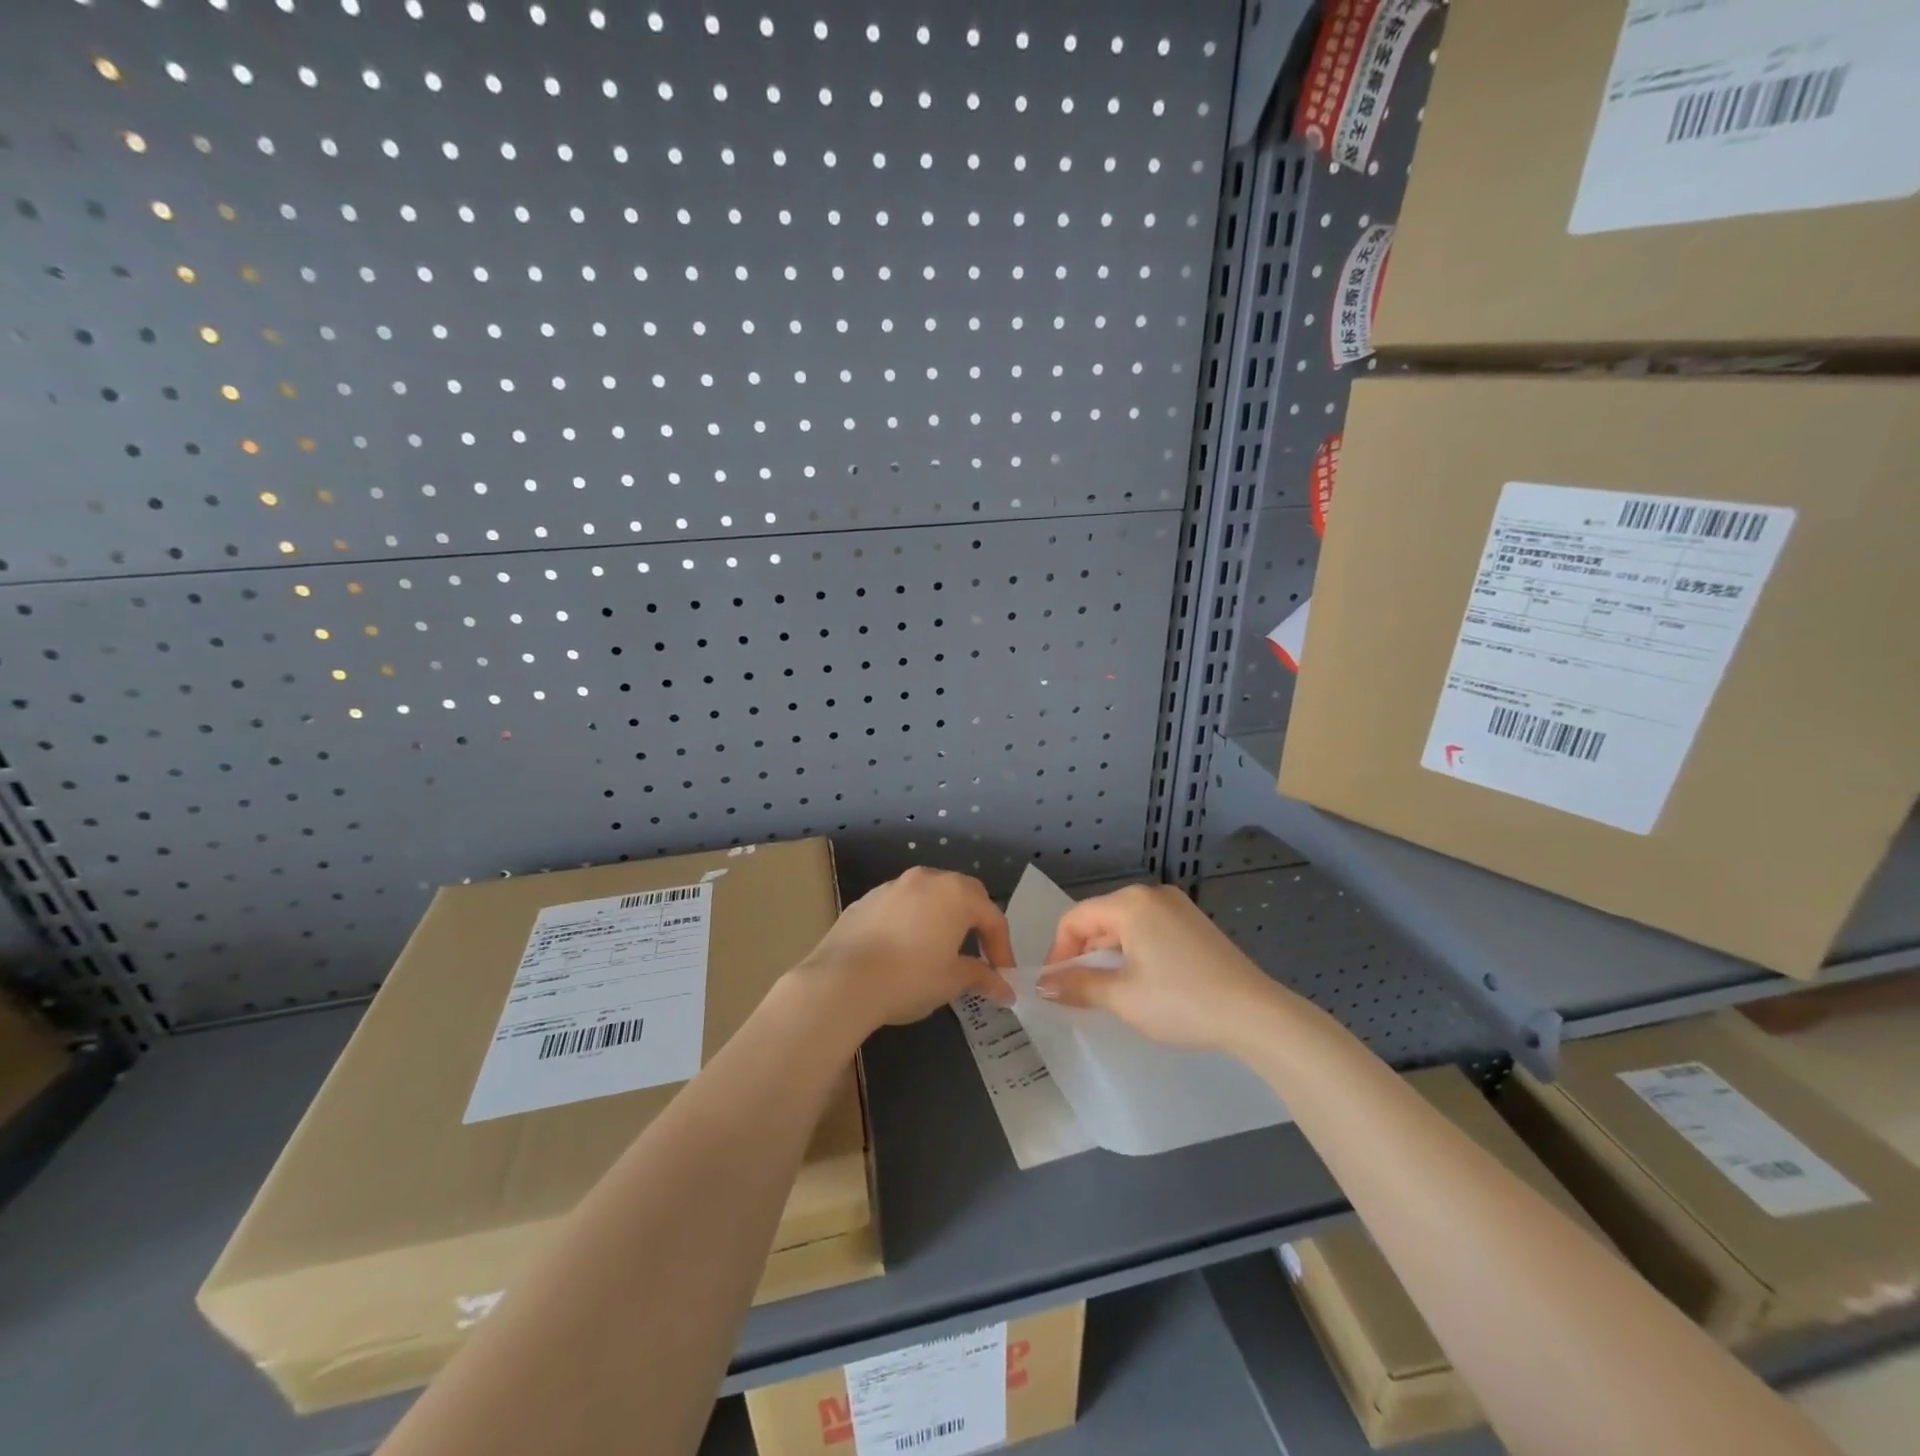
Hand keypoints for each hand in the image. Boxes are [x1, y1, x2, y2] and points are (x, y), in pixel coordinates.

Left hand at [795, 867, 1015, 1034]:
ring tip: (941, 948)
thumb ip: (982, 978)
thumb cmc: (909, 978)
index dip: (1002, 947)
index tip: (1003, 975)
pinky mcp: (866, 900)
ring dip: (942, 917)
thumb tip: (1005, 989)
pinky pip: (900, 905)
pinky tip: (904, 949)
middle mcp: (926, 879)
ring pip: (928, 895)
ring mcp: (892, 886)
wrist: (842, 981)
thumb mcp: (952, 981)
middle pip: (963, 893)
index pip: (991, 916)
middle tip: (979, 952)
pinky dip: (912, 921)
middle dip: (976, 921)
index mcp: (955, 894)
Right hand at [1037, 883, 1278, 1050]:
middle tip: (1077, 994)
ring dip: (1108, 957)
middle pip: (1100, 919)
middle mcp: (1152, 895)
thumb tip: (1043, 985)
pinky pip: (1149, 931)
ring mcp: (1178, 908)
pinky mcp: (1195, 925)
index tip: (1054, 987)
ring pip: (1126, 927)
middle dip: (1083, 955)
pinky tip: (1139, 984)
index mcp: (1130, 903)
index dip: (1058, 952)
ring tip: (1105, 993)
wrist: (1254, 1015)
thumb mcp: (1121, 996)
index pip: (1075, 919)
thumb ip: (1078, 985)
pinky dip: (1134, 953)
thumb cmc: (1180, 1001)